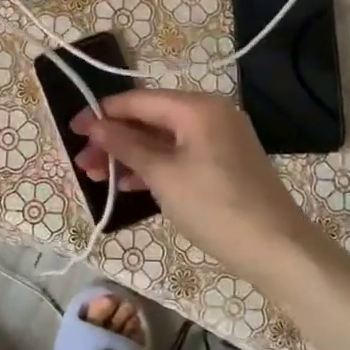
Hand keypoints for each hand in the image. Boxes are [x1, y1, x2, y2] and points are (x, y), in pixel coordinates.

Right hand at [76, 88, 349, 349]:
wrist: (278, 249)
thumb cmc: (215, 206)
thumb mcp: (163, 175)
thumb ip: (125, 145)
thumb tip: (94, 125)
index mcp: (197, 107)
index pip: (138, 100)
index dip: (102, 114)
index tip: (71, 130)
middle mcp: (210, 114)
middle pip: (150, 118)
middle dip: (114, 139)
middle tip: (83, 164)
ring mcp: (220, 139)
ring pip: (163, 139)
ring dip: (130, 156)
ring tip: (97, 177)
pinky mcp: (224, 163)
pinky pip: (180, 155)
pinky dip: (154, 166)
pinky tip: (128, 184)